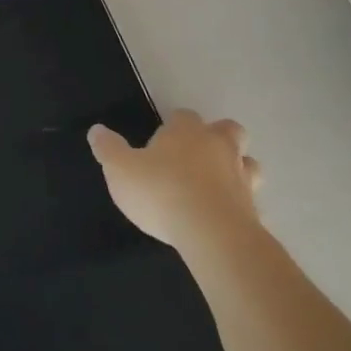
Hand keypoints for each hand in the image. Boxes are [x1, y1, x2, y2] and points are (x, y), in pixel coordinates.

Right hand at [88, 111, 261, 247]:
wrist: (212, 234)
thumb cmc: (160, 192)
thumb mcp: (120, 170)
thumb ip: (108, 148)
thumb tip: (96, 130)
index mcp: (186, 132)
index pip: (183, 116)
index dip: (173, 126)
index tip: (160, 142)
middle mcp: (218, 147)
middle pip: (228, 130)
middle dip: (217, 138)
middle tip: (196, 156)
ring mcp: (241, 177)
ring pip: (247, 162)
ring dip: (236, 168)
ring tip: (216, 184)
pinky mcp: (254, 208)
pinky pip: (250, 199)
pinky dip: (239, 203)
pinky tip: (224, 215)